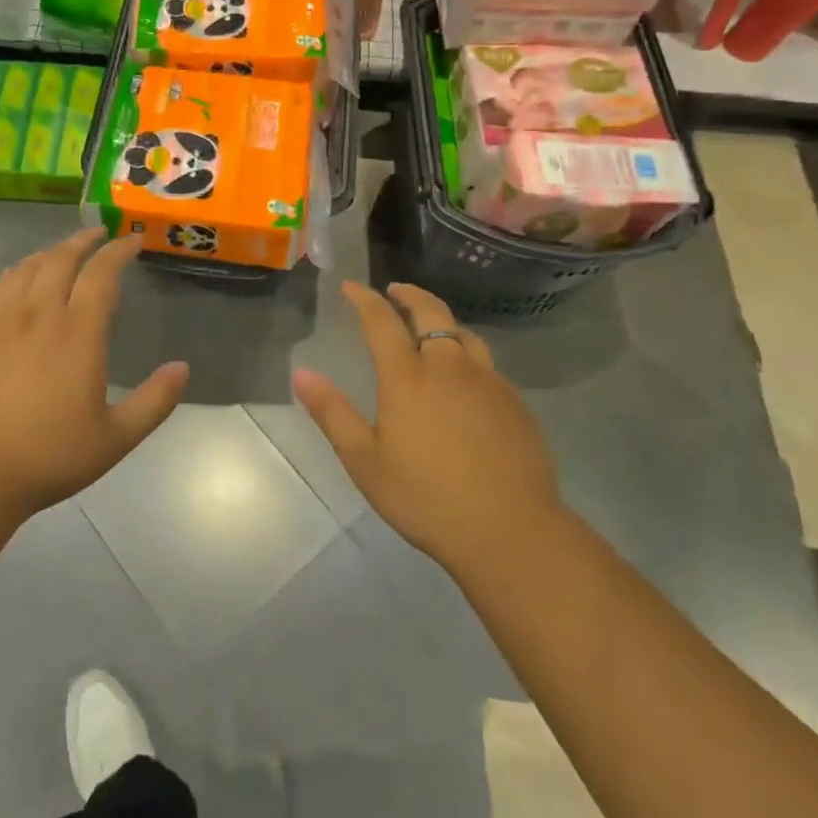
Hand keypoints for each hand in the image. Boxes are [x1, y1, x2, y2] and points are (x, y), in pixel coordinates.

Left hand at [0, 227, 188, 526]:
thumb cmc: (48, 457)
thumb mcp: (115, 438)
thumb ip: (154, 401)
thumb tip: (182, 368)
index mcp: (78, 333)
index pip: (102, 274)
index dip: (119, 251)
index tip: (132, 240)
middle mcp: (38, 313)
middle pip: (61, 259)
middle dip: (84, 240)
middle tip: (98, 234)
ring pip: (27, 268)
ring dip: (50, 252)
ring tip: (62, 251)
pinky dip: (14, 272)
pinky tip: (17, 277)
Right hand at [293, 282, 558, 574]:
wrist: (510, 531)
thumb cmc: (425, 497)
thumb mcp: (364, 461)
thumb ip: (332, 412)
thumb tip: (301, 373)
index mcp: (408, 377)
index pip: (382, 321)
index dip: (365, 299)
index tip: (351, 286)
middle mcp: (449, 367)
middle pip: (431, 312)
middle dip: (409, 294)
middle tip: (394, 290)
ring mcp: (488, 382)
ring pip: (464, 333)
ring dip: (441, 320)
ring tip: (429, 326)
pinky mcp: (515, 403)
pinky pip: (486, 363)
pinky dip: (466, 353)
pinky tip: (463, 376)